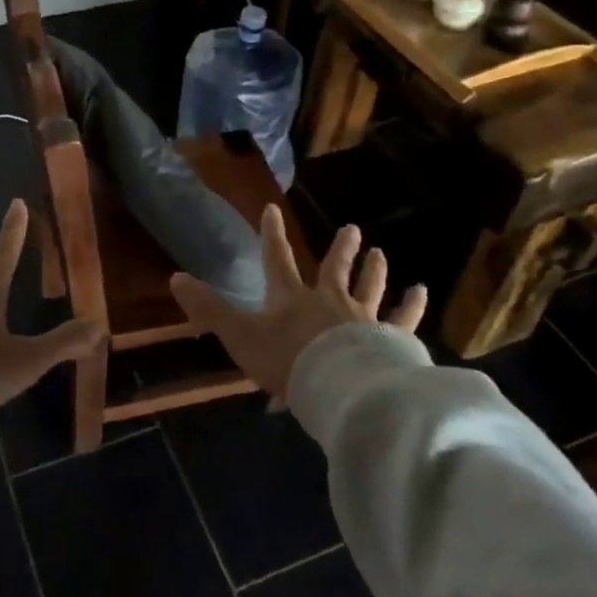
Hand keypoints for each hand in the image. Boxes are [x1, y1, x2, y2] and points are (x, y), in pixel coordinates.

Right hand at [169, 207, 426, 401]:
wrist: (338, 387)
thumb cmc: (286, 361)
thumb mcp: (239, 335)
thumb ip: (209, 309)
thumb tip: (175, 278)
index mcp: (291, 298)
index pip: (277, 259)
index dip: (272, 234)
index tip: (272, 210)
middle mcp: (328, 300)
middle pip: (334, 268)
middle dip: (340, 249)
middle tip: (352, 229)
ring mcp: (362, 318)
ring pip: (369, 287)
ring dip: (374, 269)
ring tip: (380, 253)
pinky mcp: (390, 339)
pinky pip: (404, 319)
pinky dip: (412, 305)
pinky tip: (421, 291)